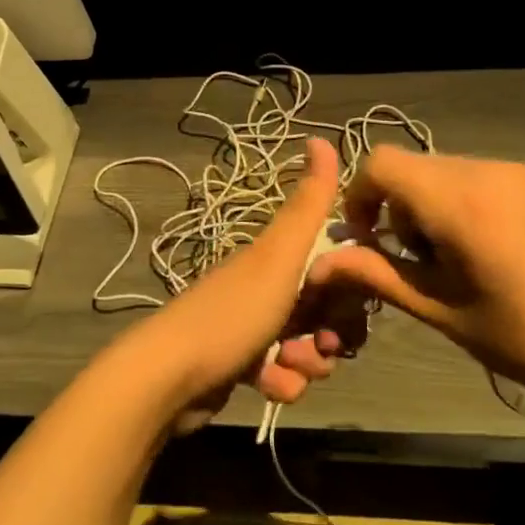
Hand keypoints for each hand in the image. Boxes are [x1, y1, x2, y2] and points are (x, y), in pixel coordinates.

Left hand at [130, 138, 360, 423]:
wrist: (171, 377)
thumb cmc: (233, 313)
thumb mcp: (278, 255)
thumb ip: (308, 204)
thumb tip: (321, 137)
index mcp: (276, 257)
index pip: (334, 264)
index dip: (350, 285)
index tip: (353, 301)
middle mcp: (266, 286)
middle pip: (326, 309)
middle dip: (331, 333)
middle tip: (321, 344)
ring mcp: (253, 326)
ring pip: (308, 346)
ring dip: (308, 363)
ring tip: (285, 366)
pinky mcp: (243, 365)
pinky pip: (284, 375)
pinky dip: (282, 383)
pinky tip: (266, 386)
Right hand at [305, 147, 524, 421]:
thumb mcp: (441, 310)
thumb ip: (378, 275)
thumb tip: (320, 265)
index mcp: (460, 202)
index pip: (382, 164)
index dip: (361, 196)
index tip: (369, 240)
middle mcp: (489, 170)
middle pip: (415, 167)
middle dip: (399, 206)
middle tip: (418, 260)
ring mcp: (523, 171)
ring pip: (449, 170)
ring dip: (433, 204)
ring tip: (458, 259)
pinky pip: (484, 176)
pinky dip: (467, 202)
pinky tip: (493, 250)